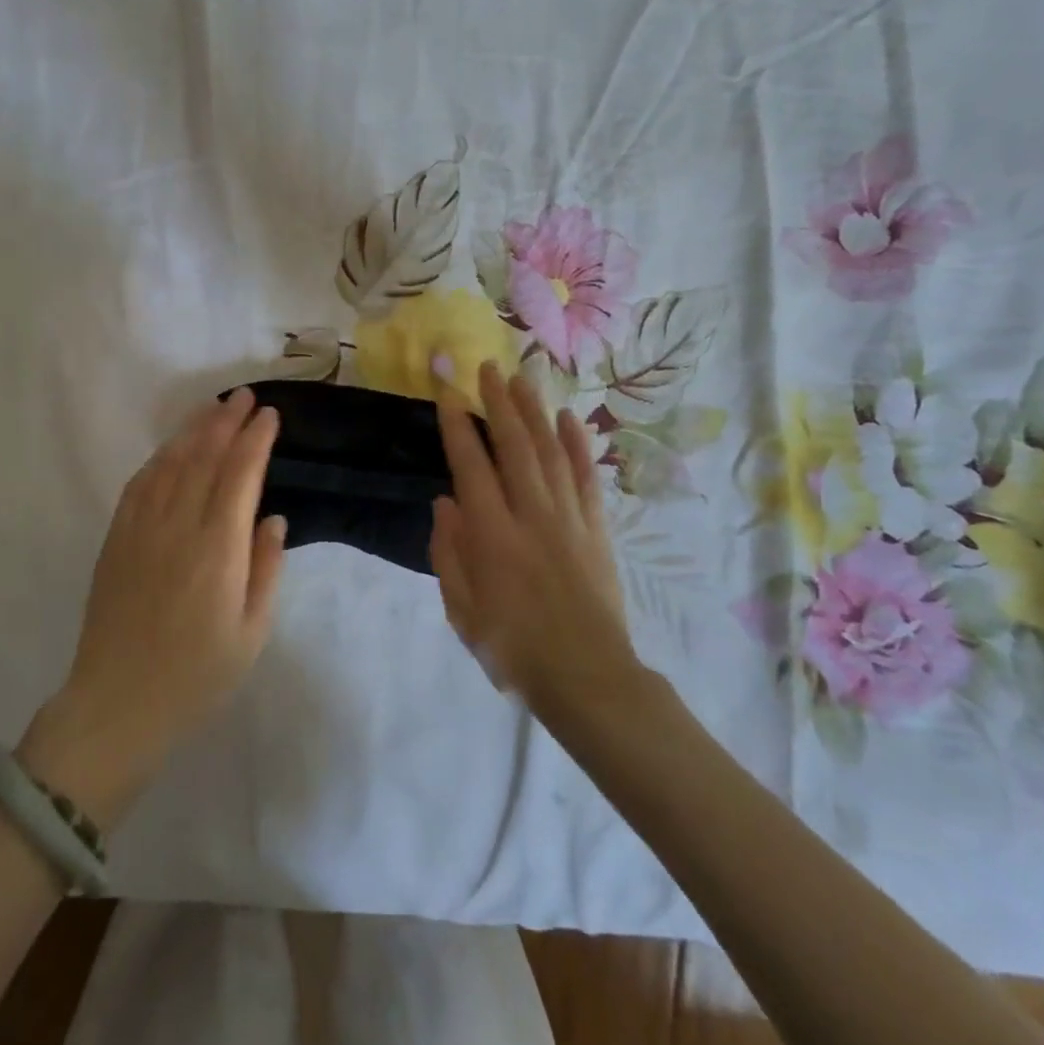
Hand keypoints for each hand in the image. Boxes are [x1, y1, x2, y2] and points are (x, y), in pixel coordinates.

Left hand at [21, 388, 286, 824]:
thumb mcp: (251, 633)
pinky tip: (172, 448)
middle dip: (227, 422)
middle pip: (205, 458)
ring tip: (214, 407)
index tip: (269, 415)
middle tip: (245, 396)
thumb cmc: (196, 676)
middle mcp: (179, 527)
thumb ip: (265, 569)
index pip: (240, 475)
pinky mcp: (116, 540)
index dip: (256, 440)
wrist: (117, 704)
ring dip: (194, 430)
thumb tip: (271, 519)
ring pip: (171, 463)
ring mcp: (141, 530)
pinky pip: (139, 485)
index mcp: (218, 550)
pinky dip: (160, 458)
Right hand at [431, 362, 634, 715]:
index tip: (448, 393)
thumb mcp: (463, 610)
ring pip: (550, 451)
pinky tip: (569, 418)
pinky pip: (587, 476)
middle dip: (498, 402)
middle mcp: (531, 514)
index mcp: (493, 535)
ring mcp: (569, 518)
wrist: (588, 677)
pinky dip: (578, 444)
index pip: (471, 465)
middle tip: (486, 367)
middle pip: (514, 446)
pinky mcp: (597, 528)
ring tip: (521, 378)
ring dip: (534, 411)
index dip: (458, 426)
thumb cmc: (514, 648)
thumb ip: (450, 552)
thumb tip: (446, 501)